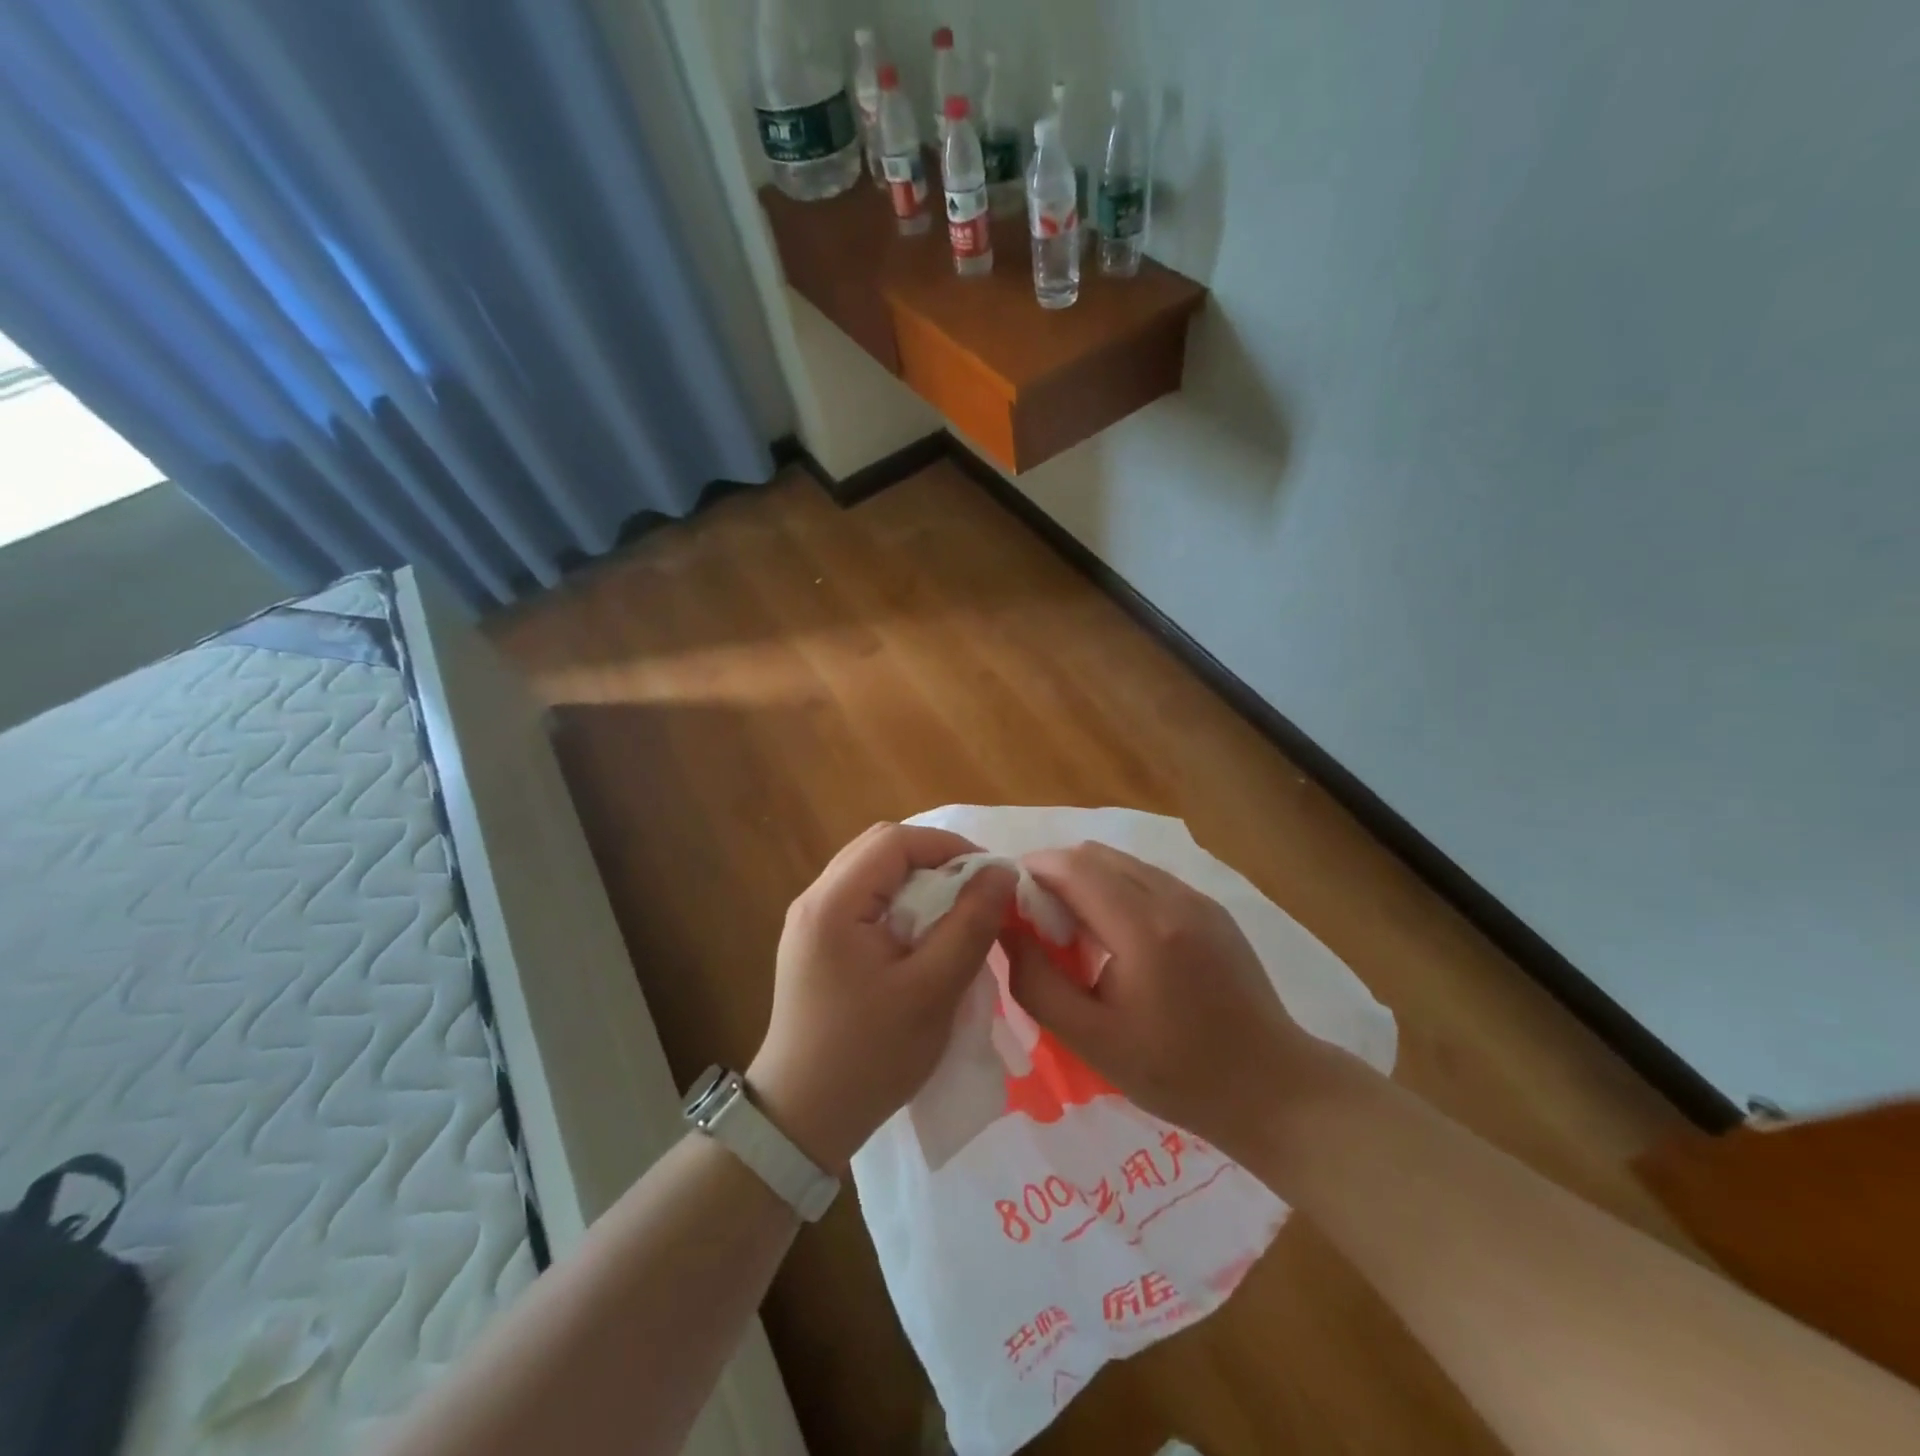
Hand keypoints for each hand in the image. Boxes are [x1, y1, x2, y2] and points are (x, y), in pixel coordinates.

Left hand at [748, 823, 1014, 1174]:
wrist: (802, 1119)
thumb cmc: (869, 1056)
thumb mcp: (932, 991)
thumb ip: (970, 925)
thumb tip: (1001, 872)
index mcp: (832, 903)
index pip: (894, 841)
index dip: (948, 846)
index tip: (989, 875)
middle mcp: (814, 899)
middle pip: (879, 848)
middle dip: (933, 858)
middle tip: (975, 890)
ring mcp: (809, 921)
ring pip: (871, 872)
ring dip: (916, 880)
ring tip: (954, 910)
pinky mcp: (815, 942)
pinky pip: (862, 899)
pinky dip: (899, 901)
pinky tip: (921, 933)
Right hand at [1004, 841, 1332, 1160]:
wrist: (1272, 1089)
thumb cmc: (1176, 1073)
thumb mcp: (1092, 1041)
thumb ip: (1037, 983)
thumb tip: (1006, 931)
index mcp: (1143, 928)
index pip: (1072, 866)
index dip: (1032, 871)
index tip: (1009, 901)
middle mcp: (1172, 897)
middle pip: (1096, 855)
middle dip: (1056, 875)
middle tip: (1039, 922)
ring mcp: (1198, 899)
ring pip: (1124, 863)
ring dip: (1088, 881)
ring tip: (1077, 932)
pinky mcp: (1213, 909)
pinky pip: (1150, 879)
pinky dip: (1119, 890)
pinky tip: (1119, 939)